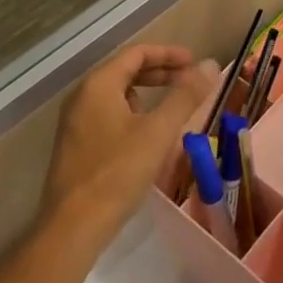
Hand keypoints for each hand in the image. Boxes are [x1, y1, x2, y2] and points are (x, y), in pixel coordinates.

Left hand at [41, 44, 218, 246]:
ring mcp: (74, 122)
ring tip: (170, 108)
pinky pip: (107, 114)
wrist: (72, 229)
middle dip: (160, 73)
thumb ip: (185, 96)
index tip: (194, 63)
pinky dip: (131, 113)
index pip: (137, 53)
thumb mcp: (158, 132)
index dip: (168, 54)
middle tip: (189, 82)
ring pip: (116, 94)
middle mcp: (82, 96)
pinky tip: (146, 136)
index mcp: (98, 84)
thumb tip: (210, 64)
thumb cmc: (117, 173)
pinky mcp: (74, 146)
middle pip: (125, 71)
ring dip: (145, 94)